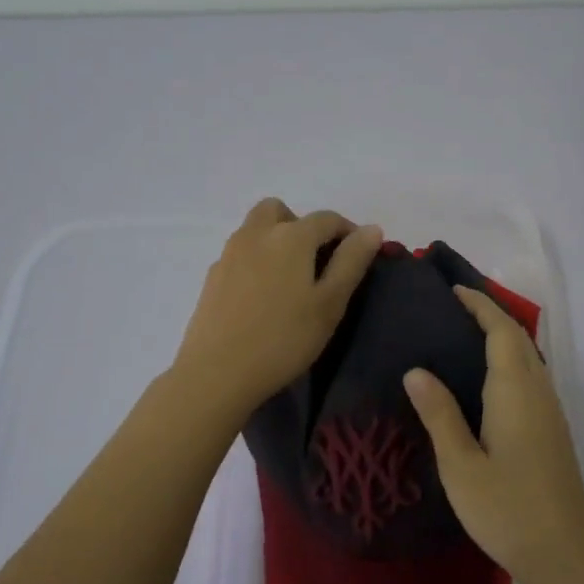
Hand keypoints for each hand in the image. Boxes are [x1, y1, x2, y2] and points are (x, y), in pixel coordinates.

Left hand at [174, 199, 382, 418]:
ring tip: (290, 280)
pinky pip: (240, 254)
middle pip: (281, 210)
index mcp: (290, 236)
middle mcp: (256, 234)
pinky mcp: (212, 277)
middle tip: (316, 260)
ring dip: (276, 240)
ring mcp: (229, 254)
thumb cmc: (284, 338)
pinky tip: (262, 298)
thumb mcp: (330, 303)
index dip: (348, 232)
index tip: (359, 256)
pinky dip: (256, 261)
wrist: (217, 373)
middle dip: (302, 225)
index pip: (327, 219)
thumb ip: (352, 261)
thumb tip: (371, 229)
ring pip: (256, 229)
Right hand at [403, 287, 583, 583]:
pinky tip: (486, 382)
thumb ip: (439, 414)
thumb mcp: (461, 465)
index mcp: (515, 391)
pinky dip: (509, 362)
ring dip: (502, 338)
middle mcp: (538, 392)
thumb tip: (415, 370)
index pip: (501, 331)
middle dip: (490, 315)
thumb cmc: (508, 510)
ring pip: (529, 358)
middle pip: (519, 339)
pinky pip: (531, 378)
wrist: (567, 556)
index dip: (480, 306)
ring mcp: (551, 412)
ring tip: (464, 336)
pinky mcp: (553, 432)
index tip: (453, 290)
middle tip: (453, 308)